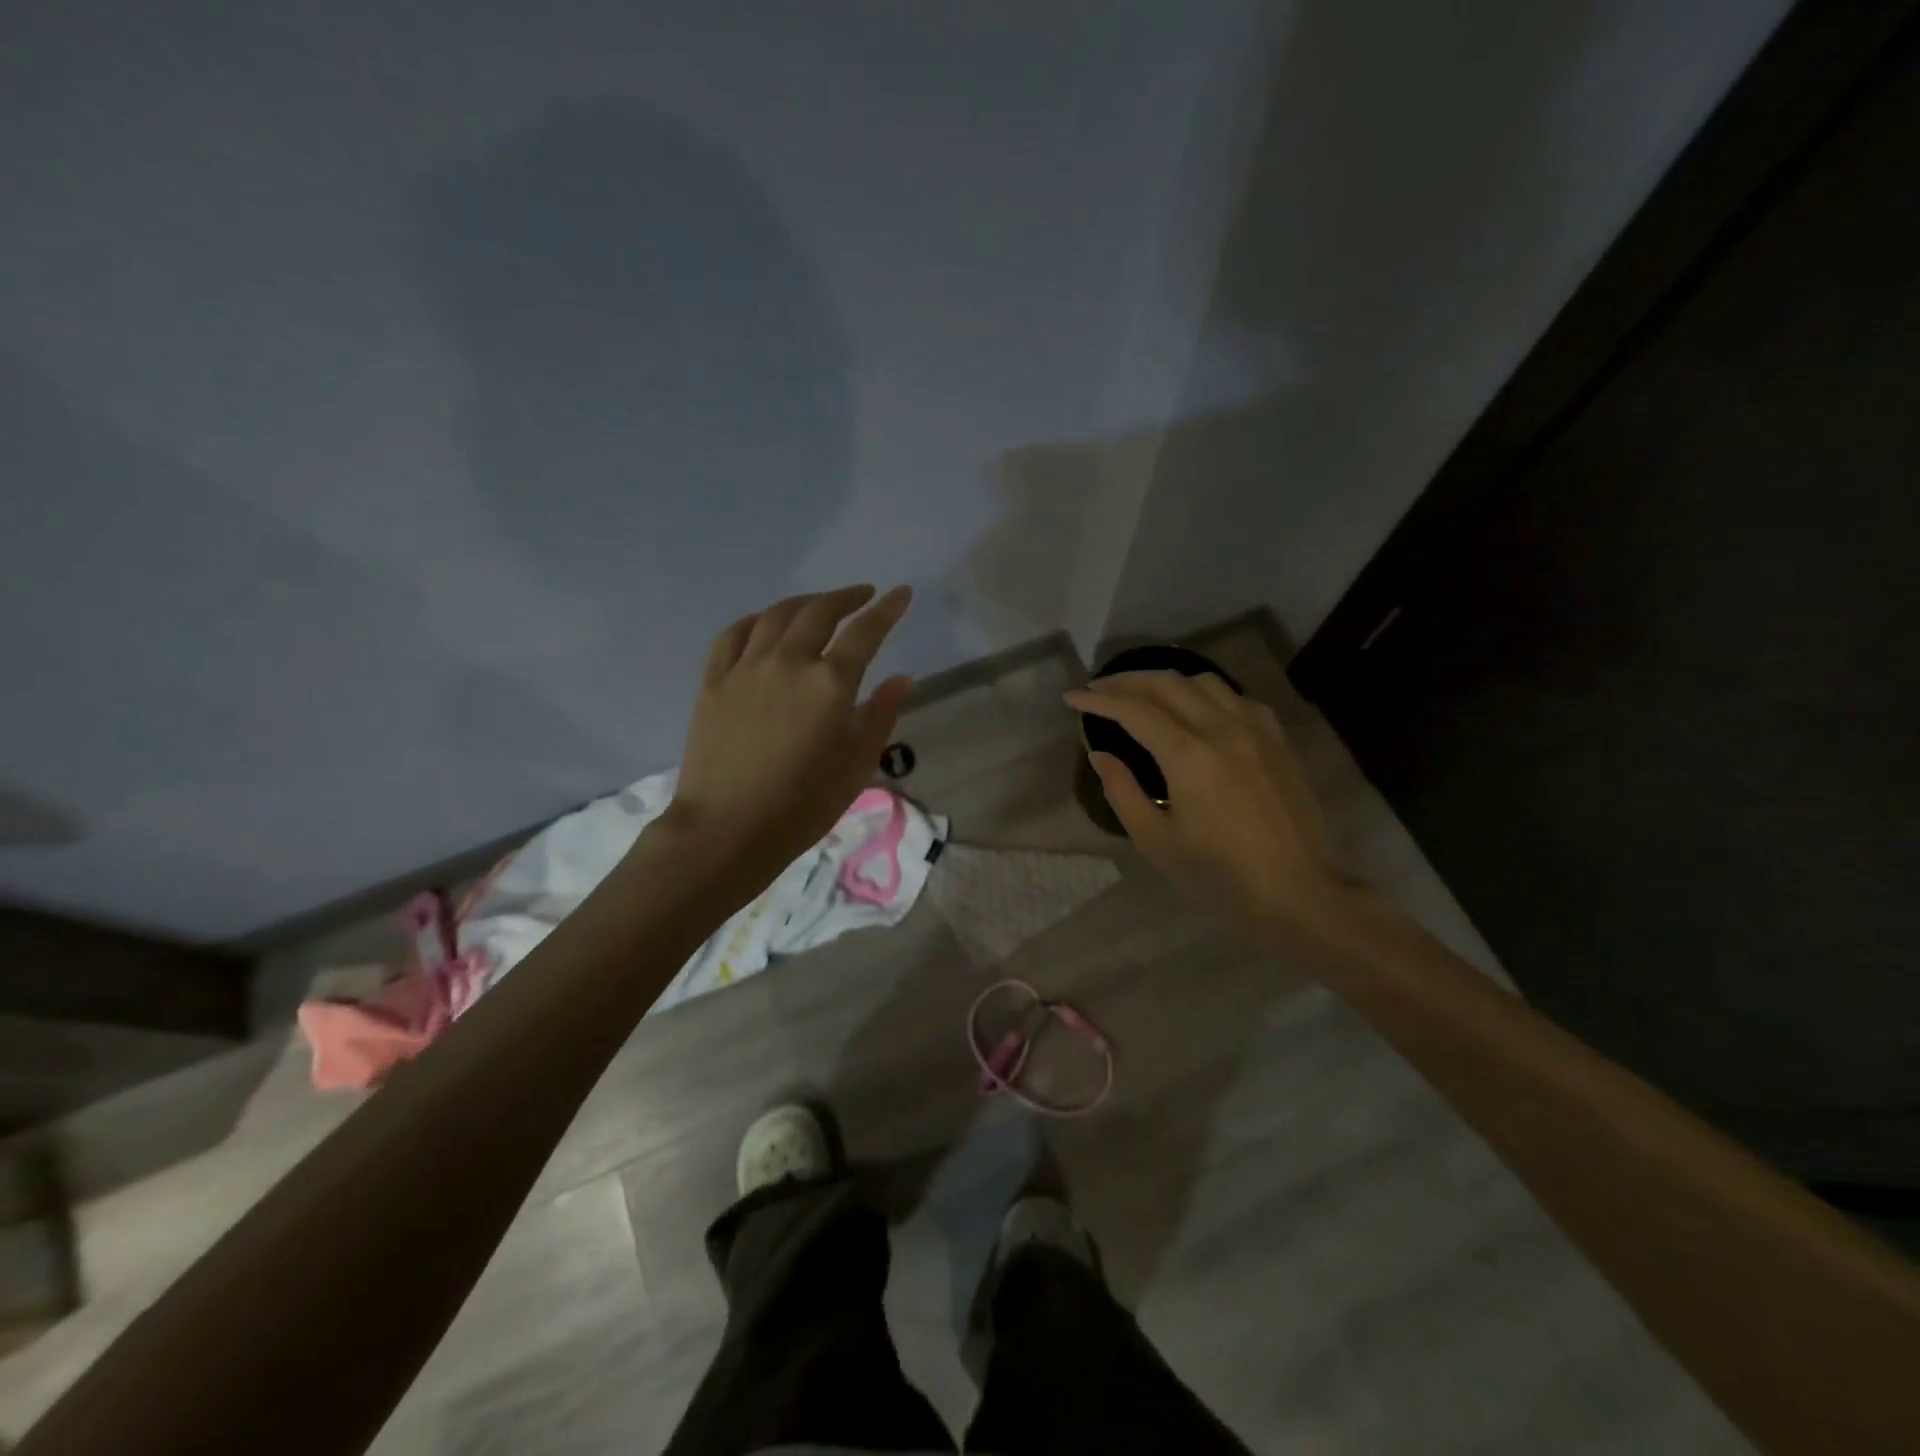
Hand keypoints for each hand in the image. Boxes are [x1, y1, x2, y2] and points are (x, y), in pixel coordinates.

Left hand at [664, 585, 913, 899]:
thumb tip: (901, 678)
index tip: (902, 593)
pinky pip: (734, 634)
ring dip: (804, 602)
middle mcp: (789, 662)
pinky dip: (757, 620)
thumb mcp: (857, 764)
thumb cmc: (803, 804)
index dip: (887, 610)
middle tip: (863, 595)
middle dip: (847, 597)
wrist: (727, 829)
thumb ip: (881, 714)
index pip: (866, 632)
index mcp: (830, 683)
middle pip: (820, 612)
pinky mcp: (714, 681)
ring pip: (777, 616)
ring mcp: (746, 668)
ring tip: (820, 604)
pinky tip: (766, 623)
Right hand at [1064, 672, 1355, 943]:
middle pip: (1167, 682)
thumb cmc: (1218, 873)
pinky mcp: (1276, 739)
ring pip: (1204, 680)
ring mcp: (1255, 729)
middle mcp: (1222, 728)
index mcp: (1188, 754)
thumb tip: (1100, 754)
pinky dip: (1206, 693)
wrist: (1294, 888)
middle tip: (1099, 690)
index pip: (1134, 709)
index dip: (1098, 699)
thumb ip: (1122, 791)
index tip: (1072, 697)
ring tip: (1144, 695)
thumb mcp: (1156, 840)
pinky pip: (1236, 697)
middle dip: (1126, 681)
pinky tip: (1197, 710)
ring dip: (1166, 681)